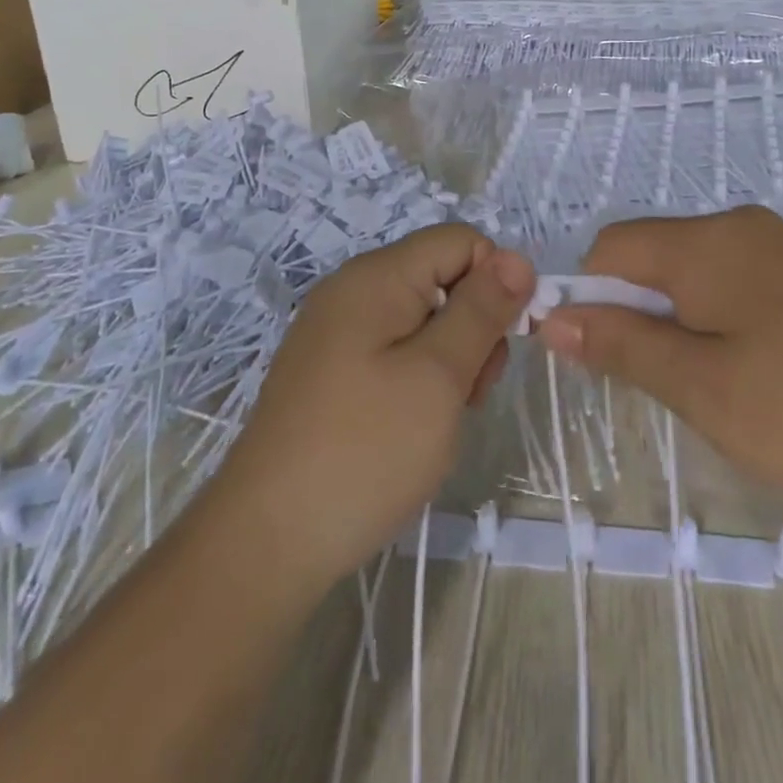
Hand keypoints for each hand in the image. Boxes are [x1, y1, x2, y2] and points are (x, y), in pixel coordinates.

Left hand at [204, 224, 532, 593]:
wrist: (266, 541)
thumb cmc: (365, 450)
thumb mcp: (439, 375)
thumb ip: (481, 310)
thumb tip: (516, 257)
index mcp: (376, 276)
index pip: (460, 241)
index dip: (494, 281)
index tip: (500, 343)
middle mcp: (352, 289)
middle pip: (441, 278)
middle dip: (472, 327)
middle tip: (467, 393)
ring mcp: (336, 331)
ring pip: (422, 318)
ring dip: (449, 360)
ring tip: (439, 418)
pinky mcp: (329, 369)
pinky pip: (393, 350)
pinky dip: (418, 378)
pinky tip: (411, 426)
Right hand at [537, 206, 782, 527]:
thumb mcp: (702, 387)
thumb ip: (622, 345)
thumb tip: (551, 317)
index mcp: (709, 241)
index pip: (613, 247)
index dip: (591, 298)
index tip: (601, 361)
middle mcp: (745, 227)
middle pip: (655, 257)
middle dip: (640, 315)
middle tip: (669, 387)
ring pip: (698, 276)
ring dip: (682, 325)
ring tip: (717, 391)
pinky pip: (741, 287)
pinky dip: (724, 325)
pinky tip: (762, 378)